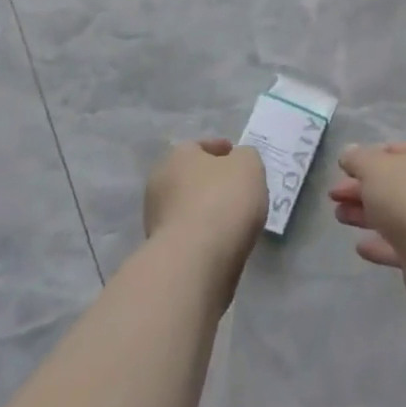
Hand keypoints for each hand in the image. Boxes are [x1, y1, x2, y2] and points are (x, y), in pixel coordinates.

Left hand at [145, 139, 266, 299]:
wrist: (195, 260)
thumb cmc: (223, 200)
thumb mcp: (249, 164)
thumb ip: (245, 157)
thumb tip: (237, 162)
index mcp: (177, 156)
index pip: (199, 146)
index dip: (221, 150)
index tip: (237, 158)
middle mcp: (159, 183)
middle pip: (191, 176)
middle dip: (211, 180)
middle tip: (237, 188)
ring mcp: (156, 219)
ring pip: (188, 205)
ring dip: (206, 208)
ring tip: (233, 217)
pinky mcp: (162, 250)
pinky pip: (188, 232)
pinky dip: (203, 232)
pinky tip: (222, 238)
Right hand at [329, 141, 405, 316]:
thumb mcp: (376, 169)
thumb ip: (359, 159)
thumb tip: (349, 152)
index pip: (395, 151)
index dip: (369, 156)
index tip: (344, 167)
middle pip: (391, 184)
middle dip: (361, 187)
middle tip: (333, 195)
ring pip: (392, 214)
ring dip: (365, 213)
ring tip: (338, 216)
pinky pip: (397, 246)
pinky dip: (379, 245)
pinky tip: (360, 247)